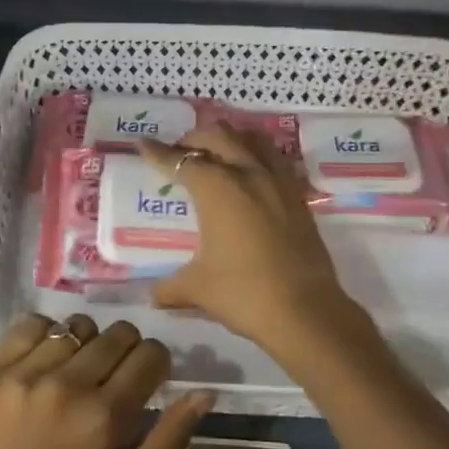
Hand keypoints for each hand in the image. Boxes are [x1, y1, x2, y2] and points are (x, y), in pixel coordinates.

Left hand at [0, 313, 211, 448]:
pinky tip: (47, 357)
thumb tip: (205, 393)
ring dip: (88, 342)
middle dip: (127, 350)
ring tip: (78, 368)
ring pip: (79, 325)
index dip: (156, 363)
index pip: (150, 354)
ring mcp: (28, 371)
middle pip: (119, 333)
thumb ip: (167, 438)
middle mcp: (69, 383)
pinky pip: (34, 323)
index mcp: (104, 416)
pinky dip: (47, 333)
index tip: (146, 379)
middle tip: (113, 376)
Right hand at [136, 125, 375, 357]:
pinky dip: (258, 157)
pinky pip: (276, 161)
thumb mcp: (198, 289)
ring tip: (218, 153)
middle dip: (194, 138)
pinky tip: (252, 175)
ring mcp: (279, 183)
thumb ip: (171, 287)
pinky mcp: (300, 198)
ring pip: (253, 140)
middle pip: (219, 136)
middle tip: (180, 152)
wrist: (306, 311)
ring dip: (231, 139)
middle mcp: (248, 174)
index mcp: (217, 188)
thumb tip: (153, 296)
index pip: (181, 161)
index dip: (158, 153)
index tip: (143, 143)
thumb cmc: (244, 293)